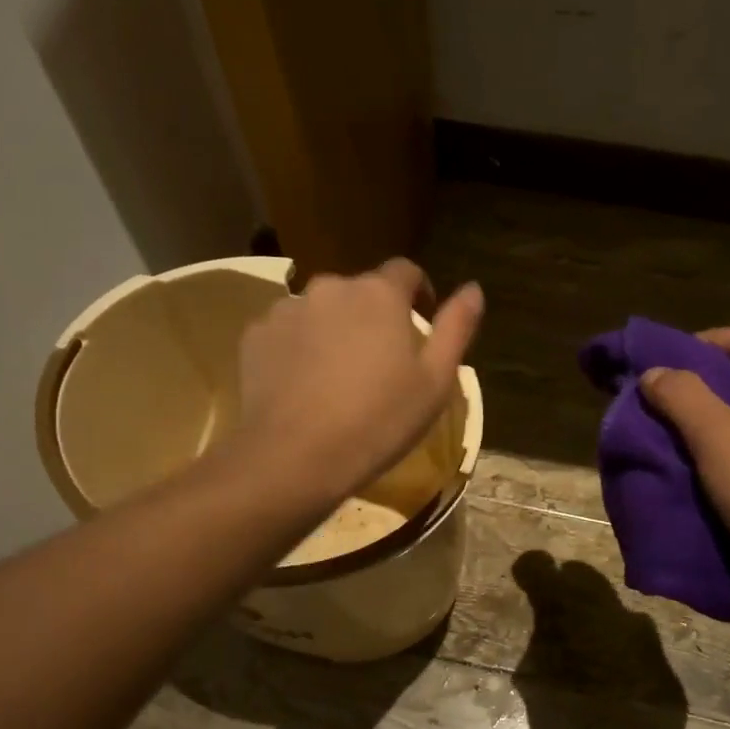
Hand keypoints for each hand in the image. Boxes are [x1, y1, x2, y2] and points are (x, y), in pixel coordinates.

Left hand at [233, 259, 483, 502]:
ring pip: (321, 310)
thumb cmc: (379, 421)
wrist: (295, 457)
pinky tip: (303, 385)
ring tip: (337, 377)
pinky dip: (299, 348)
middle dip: (373, 316)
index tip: (421, 324)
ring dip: (334, 330)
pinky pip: (287, 332)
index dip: (418, 294)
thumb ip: (456, 327)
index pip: (406, 271)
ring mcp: (287, 309)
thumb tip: (473, 288)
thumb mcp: (435, 381)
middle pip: (360, 292)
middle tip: (379, 362)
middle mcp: (331, 287)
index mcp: (380, 294)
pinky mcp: (256, 335)